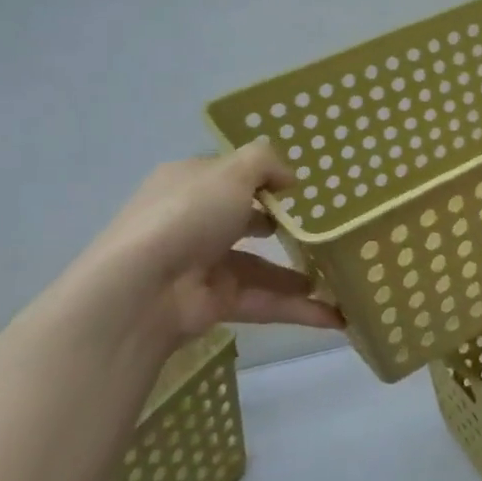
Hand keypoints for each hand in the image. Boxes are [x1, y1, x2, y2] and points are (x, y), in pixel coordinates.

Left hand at [59, 142, 343, 353]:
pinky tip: (336, 316)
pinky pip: (265, 303)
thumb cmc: (186, 216)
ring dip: (298, 276)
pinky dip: (298, 310)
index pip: (228, 176)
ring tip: (340, 278)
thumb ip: (265, 163)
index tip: (301, 188)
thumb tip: (289, 178)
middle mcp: (193, 222)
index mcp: (189, 184)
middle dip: (283, 228)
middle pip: (245, 222)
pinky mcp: (215, 303)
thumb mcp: (231, 172)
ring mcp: (203, 266)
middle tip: (324, 231)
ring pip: (261, 268)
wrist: (140, 290)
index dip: (262, 177)